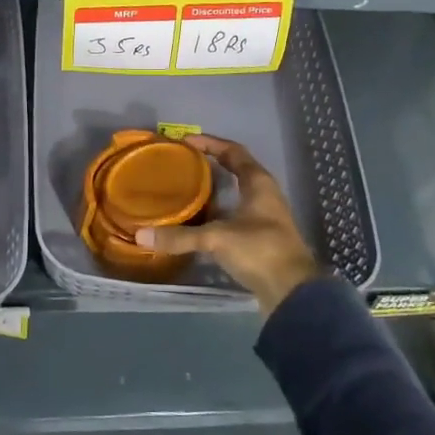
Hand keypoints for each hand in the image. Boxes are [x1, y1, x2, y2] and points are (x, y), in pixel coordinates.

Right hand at [136, 135, 322, 314]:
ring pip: (236, 193)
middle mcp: (264, 194)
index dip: (210, 143)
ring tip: (185, 189)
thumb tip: (140, 236)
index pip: (233, 151)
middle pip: (236, 169)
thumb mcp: (217, 239)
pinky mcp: (261, 238)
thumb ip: (180, 236)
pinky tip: (198, 221)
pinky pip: (235, 214)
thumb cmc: (260, 251)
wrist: (293, 293)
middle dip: (210, 163)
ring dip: (213, 189)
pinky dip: (217, 212)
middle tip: (182, 163)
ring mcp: (264, 217)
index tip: (184, 141)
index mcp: (258, 183)